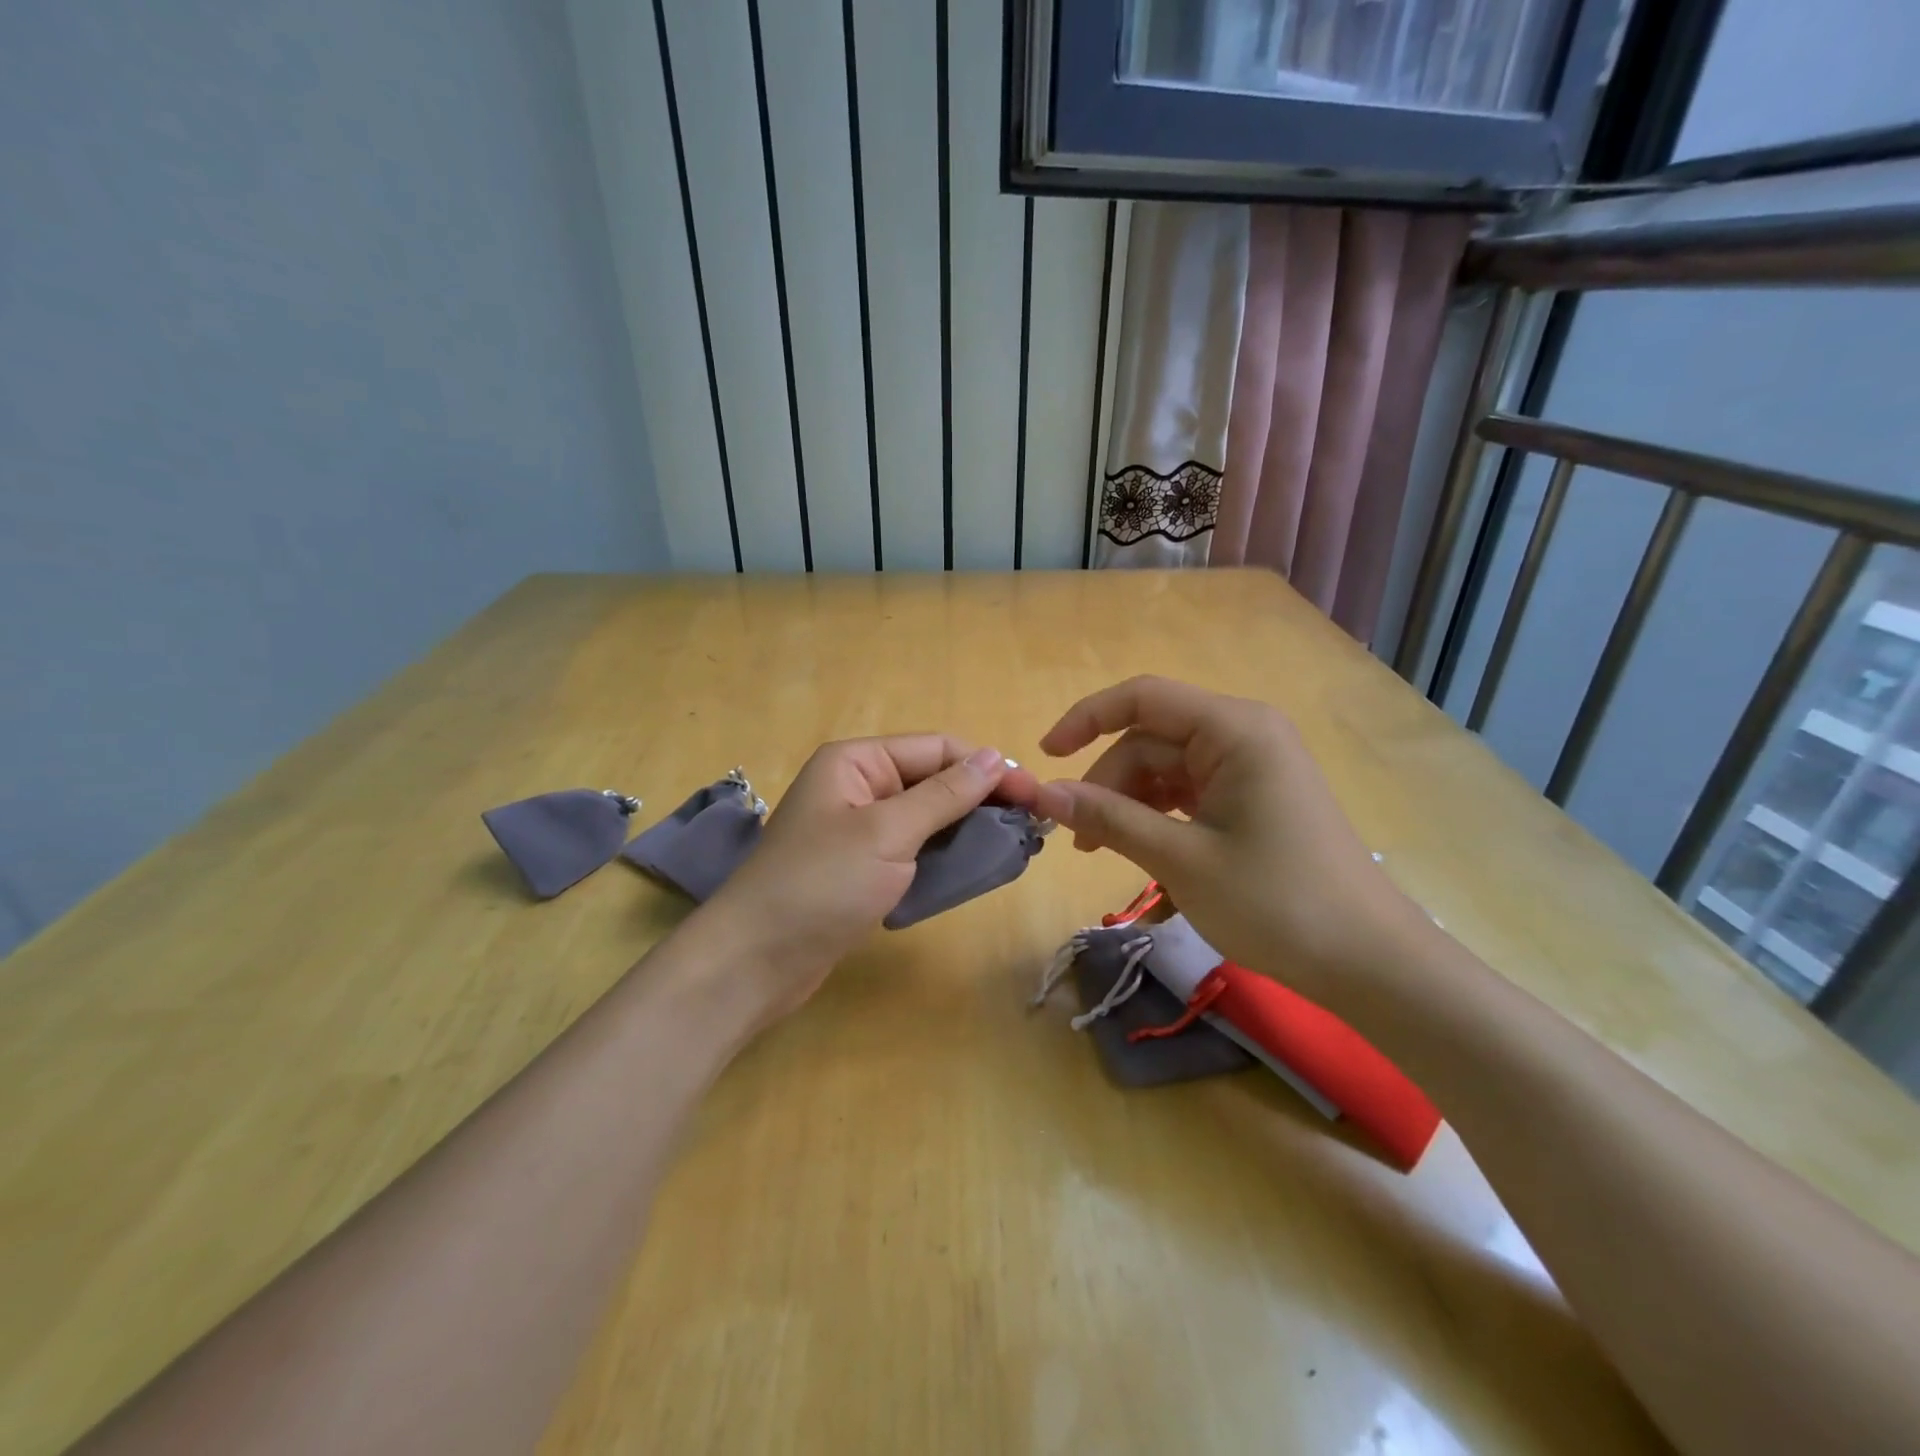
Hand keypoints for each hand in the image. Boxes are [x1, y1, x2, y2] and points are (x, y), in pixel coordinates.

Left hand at [691, 737, 1039, 1030]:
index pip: (937, 749)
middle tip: (1033, 827)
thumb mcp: (888, 831)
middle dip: (981, 800)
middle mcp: (858, 786)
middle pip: (934, 781)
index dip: (987, 768)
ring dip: (968, 829)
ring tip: (1014, 848)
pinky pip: (914, 849)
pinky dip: (944, 856)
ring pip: (927, 818)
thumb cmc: (821, 884)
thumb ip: (944, 794)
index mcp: (857, 761)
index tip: (1035, 795)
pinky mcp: (862, 868)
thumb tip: (993, 756)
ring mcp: (859, 829)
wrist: (755, 961)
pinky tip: (976, 868)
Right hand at [1033, 676, 1419, 996]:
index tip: (1045, 758)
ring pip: (1166, 767)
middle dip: (1108, 782)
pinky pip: (1189, 790)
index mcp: (1234, 729)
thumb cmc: (1277, 903)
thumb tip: (1044, 794)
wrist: (1369, 963)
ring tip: (1102, 852)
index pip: (1143, 698)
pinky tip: (1140, 847)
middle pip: (1151, 739)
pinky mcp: (1255, 798)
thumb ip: (1109, 818)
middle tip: (1080, 840)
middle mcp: (1244, 734)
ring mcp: (1252, 767)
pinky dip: (1157, 813)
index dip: (1086, 719)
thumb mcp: (1181, 859)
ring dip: (1128, 802)